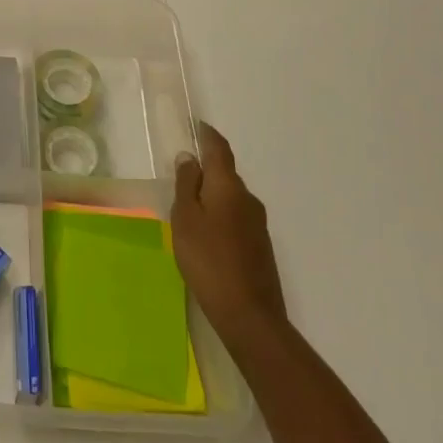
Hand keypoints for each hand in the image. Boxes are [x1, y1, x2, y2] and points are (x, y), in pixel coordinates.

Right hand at [171, 121, 287, 342]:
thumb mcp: (185, 219)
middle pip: (225, 174)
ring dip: (213, 196)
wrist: (250, 317)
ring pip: (231, 198)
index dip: (207, 134)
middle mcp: (248, 199)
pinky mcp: (261, 247)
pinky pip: (237, 219)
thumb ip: (186, 185)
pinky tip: (207, 236)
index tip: (196, 125)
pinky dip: (221, 216)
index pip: (219, 149)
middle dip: (206, 170)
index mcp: (228, 186)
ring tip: (190, 209)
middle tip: (182, 176)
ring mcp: (258, 225)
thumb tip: (189, 157)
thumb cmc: (209, 260)